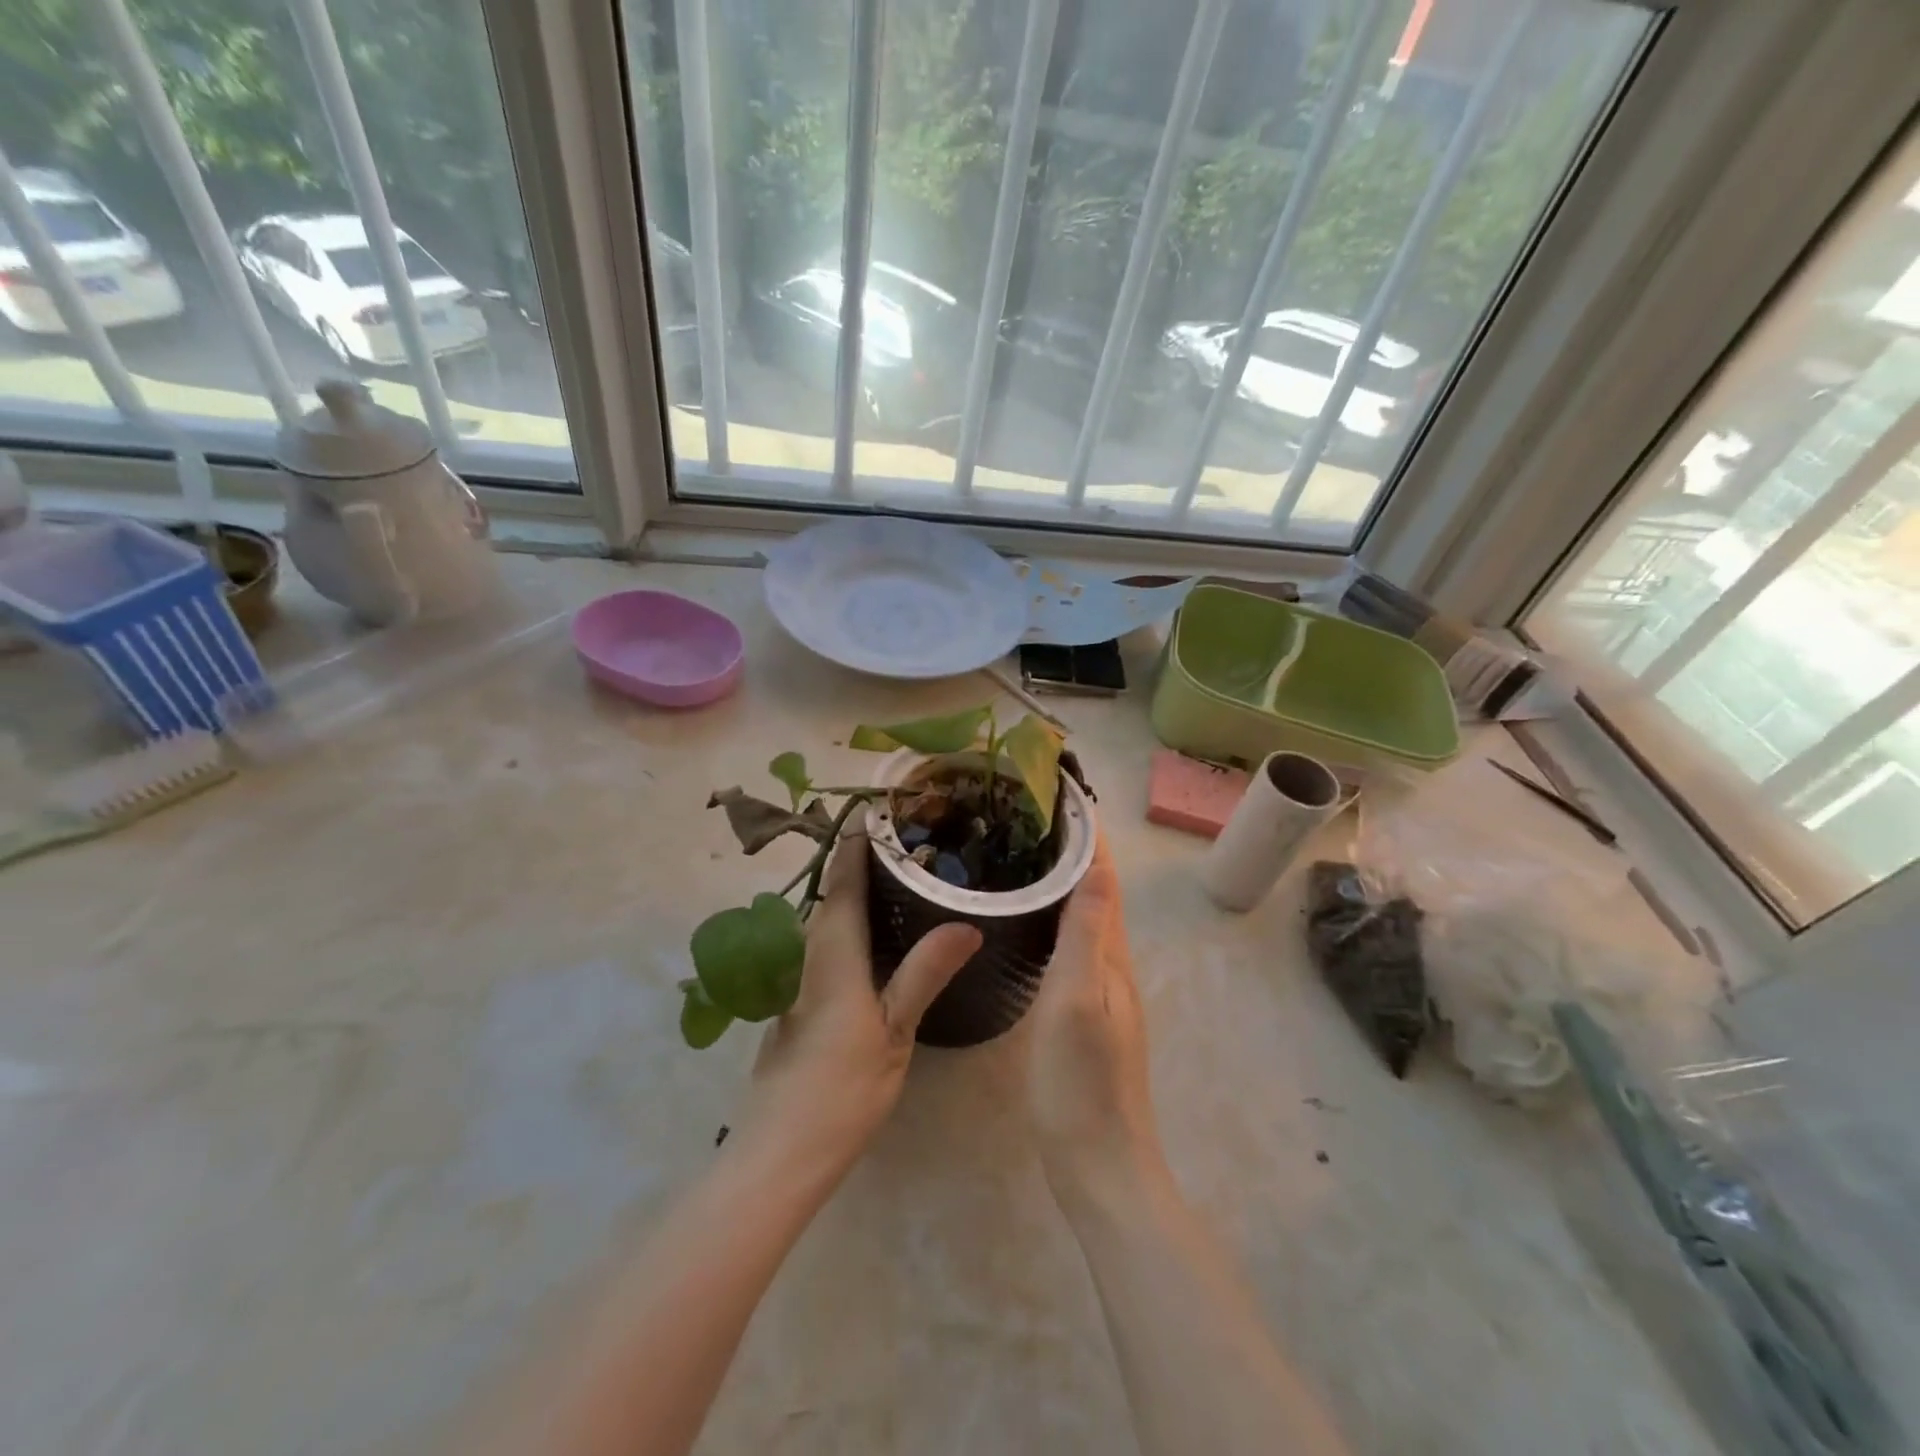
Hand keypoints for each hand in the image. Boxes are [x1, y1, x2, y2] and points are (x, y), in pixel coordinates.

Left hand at [738, 830, 980, 1170]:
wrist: (779, 1152)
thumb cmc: (841, 1089)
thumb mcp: (894, 1030)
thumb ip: (925, 972)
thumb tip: (966, 923)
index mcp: (831, 949)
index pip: (844, 876)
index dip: (860, 839)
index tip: (885, 807)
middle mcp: (807, 950)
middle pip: (832, 890)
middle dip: (862, 858)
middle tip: (912, 838)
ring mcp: (796, 975)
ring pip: (827, 916)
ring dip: (856, 889)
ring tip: (903, 875)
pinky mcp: (796, 998)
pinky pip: (824, 941)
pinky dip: (850, 922)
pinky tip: (880, 934)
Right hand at [1027, 834, 1164, 1204]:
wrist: (1099, 1164)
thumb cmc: (1081, 1083)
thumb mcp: (1079, 1002)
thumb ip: (1088, 935)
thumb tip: (1099, 866)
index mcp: (1112, 956)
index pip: (1104, 880)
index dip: (1089, 837)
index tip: (1063, 795)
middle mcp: (1113, 965)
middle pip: (1098, 893)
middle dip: (1075, 850)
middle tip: (1033, 815)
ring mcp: (1102, 991)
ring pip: (1087, 918)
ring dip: (1067, 881)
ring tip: (1028, 853)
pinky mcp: (1085, 1012)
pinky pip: (1075, 945)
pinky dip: (1059, 916)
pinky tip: (1033, 920)